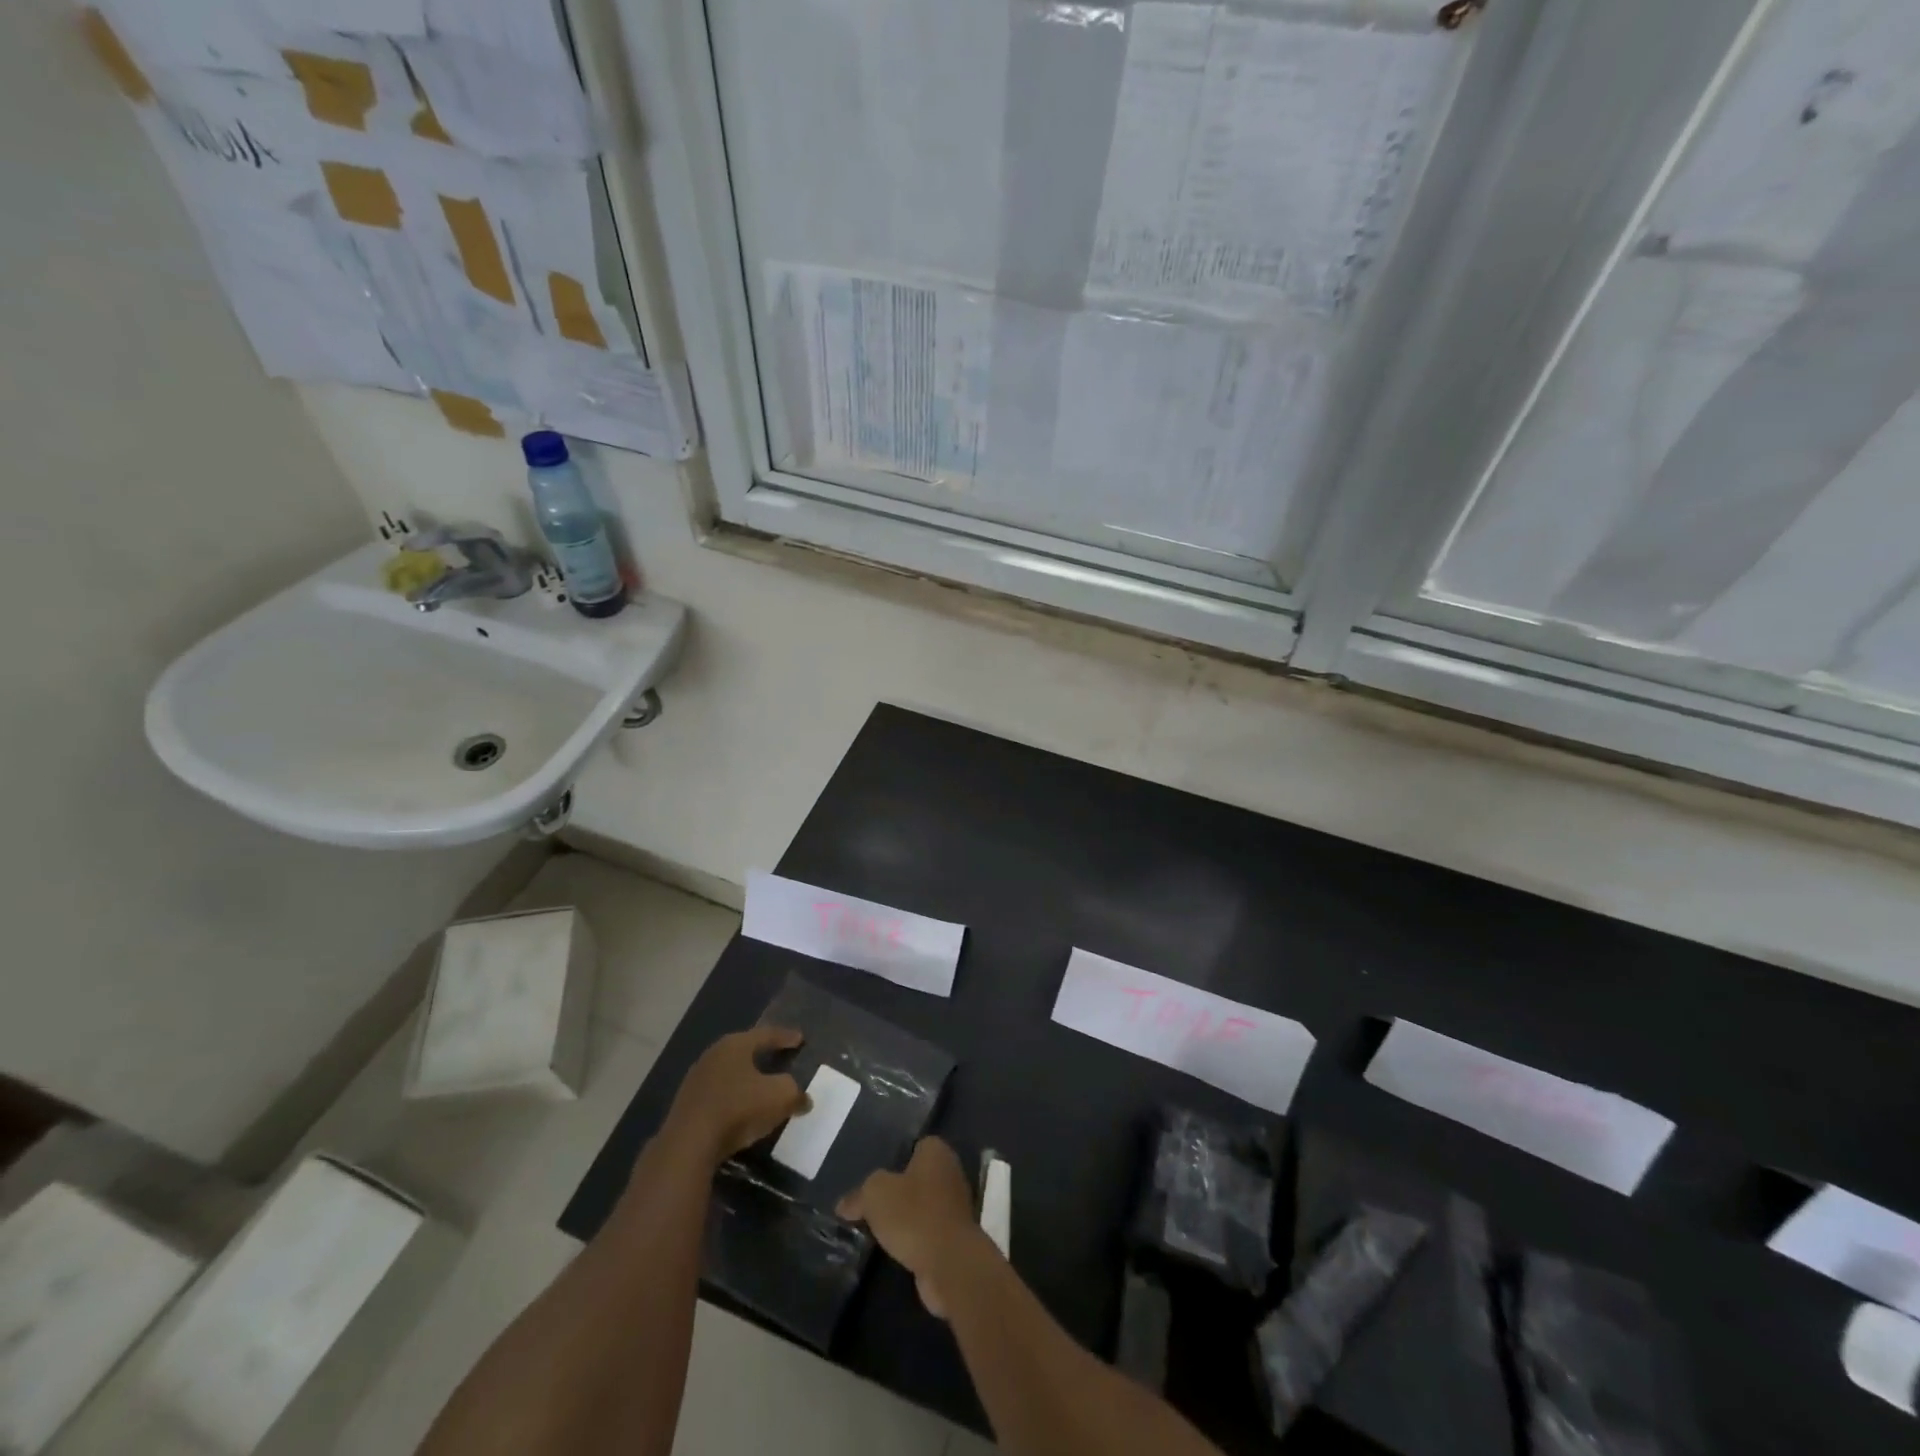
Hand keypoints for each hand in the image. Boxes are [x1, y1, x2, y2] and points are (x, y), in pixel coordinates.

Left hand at [662, 1026, 809, 1167]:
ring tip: (760, 1087)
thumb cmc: (738, 1109)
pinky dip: (732, 1099)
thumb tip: (803, 1099)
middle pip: (744, 1051)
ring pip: (729, 1074)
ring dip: (746, 1079)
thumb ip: (795, 1092)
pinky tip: (740, 1111)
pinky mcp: (686, 1106)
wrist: (688, 1145)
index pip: (766, 1034)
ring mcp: (695, 1080)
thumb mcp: (780, 1097)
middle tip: (779, 1057)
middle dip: (762, 1054)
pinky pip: (717, 1095)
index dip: (785, 1037)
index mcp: (735, 1045)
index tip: (800, 1038)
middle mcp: (713, 1055)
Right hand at [838, 1137, 985, 1317]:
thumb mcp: (875, 1195)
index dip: (894, 1159)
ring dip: (905, 1219)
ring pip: (922, 1207)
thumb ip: (859, 1195)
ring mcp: (955, 1206)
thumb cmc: (914, 1215)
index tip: (874, 1179)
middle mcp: (950, 1172)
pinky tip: (894, 1250)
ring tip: (877, 1231)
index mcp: (936, 1152)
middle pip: (917, 1177)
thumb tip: (844, 1205)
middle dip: (897, 1191)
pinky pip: (927, 1231)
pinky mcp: (955, 1237)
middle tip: (871, 1206)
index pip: (914, 1146)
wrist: (949, 1263)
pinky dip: (913, 1240)